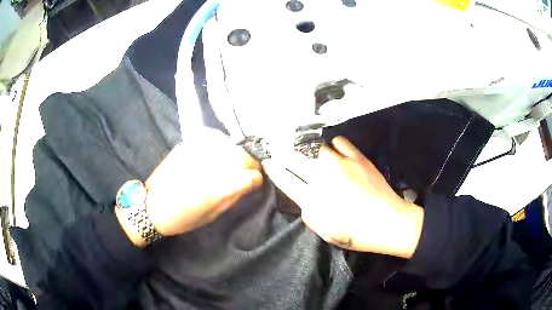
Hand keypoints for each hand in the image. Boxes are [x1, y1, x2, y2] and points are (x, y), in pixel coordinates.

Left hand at [117, 129, 262, 246]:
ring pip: (228, 144)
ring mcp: (197, 152)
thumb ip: (233, 196)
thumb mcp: (212, 215)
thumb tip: (250, 183)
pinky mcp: (187, 145)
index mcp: (217, 188)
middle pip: (241, 155)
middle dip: (249, 163)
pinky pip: (212, 139)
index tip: (255, 181)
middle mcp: (209, 166)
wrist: (152, 206)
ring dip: (235, 154)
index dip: (256, 177)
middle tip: (247, 172)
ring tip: (233, 163)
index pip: (250, 174)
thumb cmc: (183, 218)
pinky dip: (220, 145)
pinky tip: (217, 154)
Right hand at [265, 136, 423, 257]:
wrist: (389, 223)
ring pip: (317, 148)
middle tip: (280, 148)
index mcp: (315, 201)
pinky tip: (335, 151)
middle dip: (284, 153)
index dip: (274, 169)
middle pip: (296, 160)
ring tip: (311, 152)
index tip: (268, 161)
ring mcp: (342, 166)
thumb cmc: (356, 234)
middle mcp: (325, 180)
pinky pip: (340, 142)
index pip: (286, 180)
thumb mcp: (326, 233)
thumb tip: (303, 197)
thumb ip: (309, 214)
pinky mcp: (358, 159)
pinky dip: (334, 145)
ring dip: (310, 150)